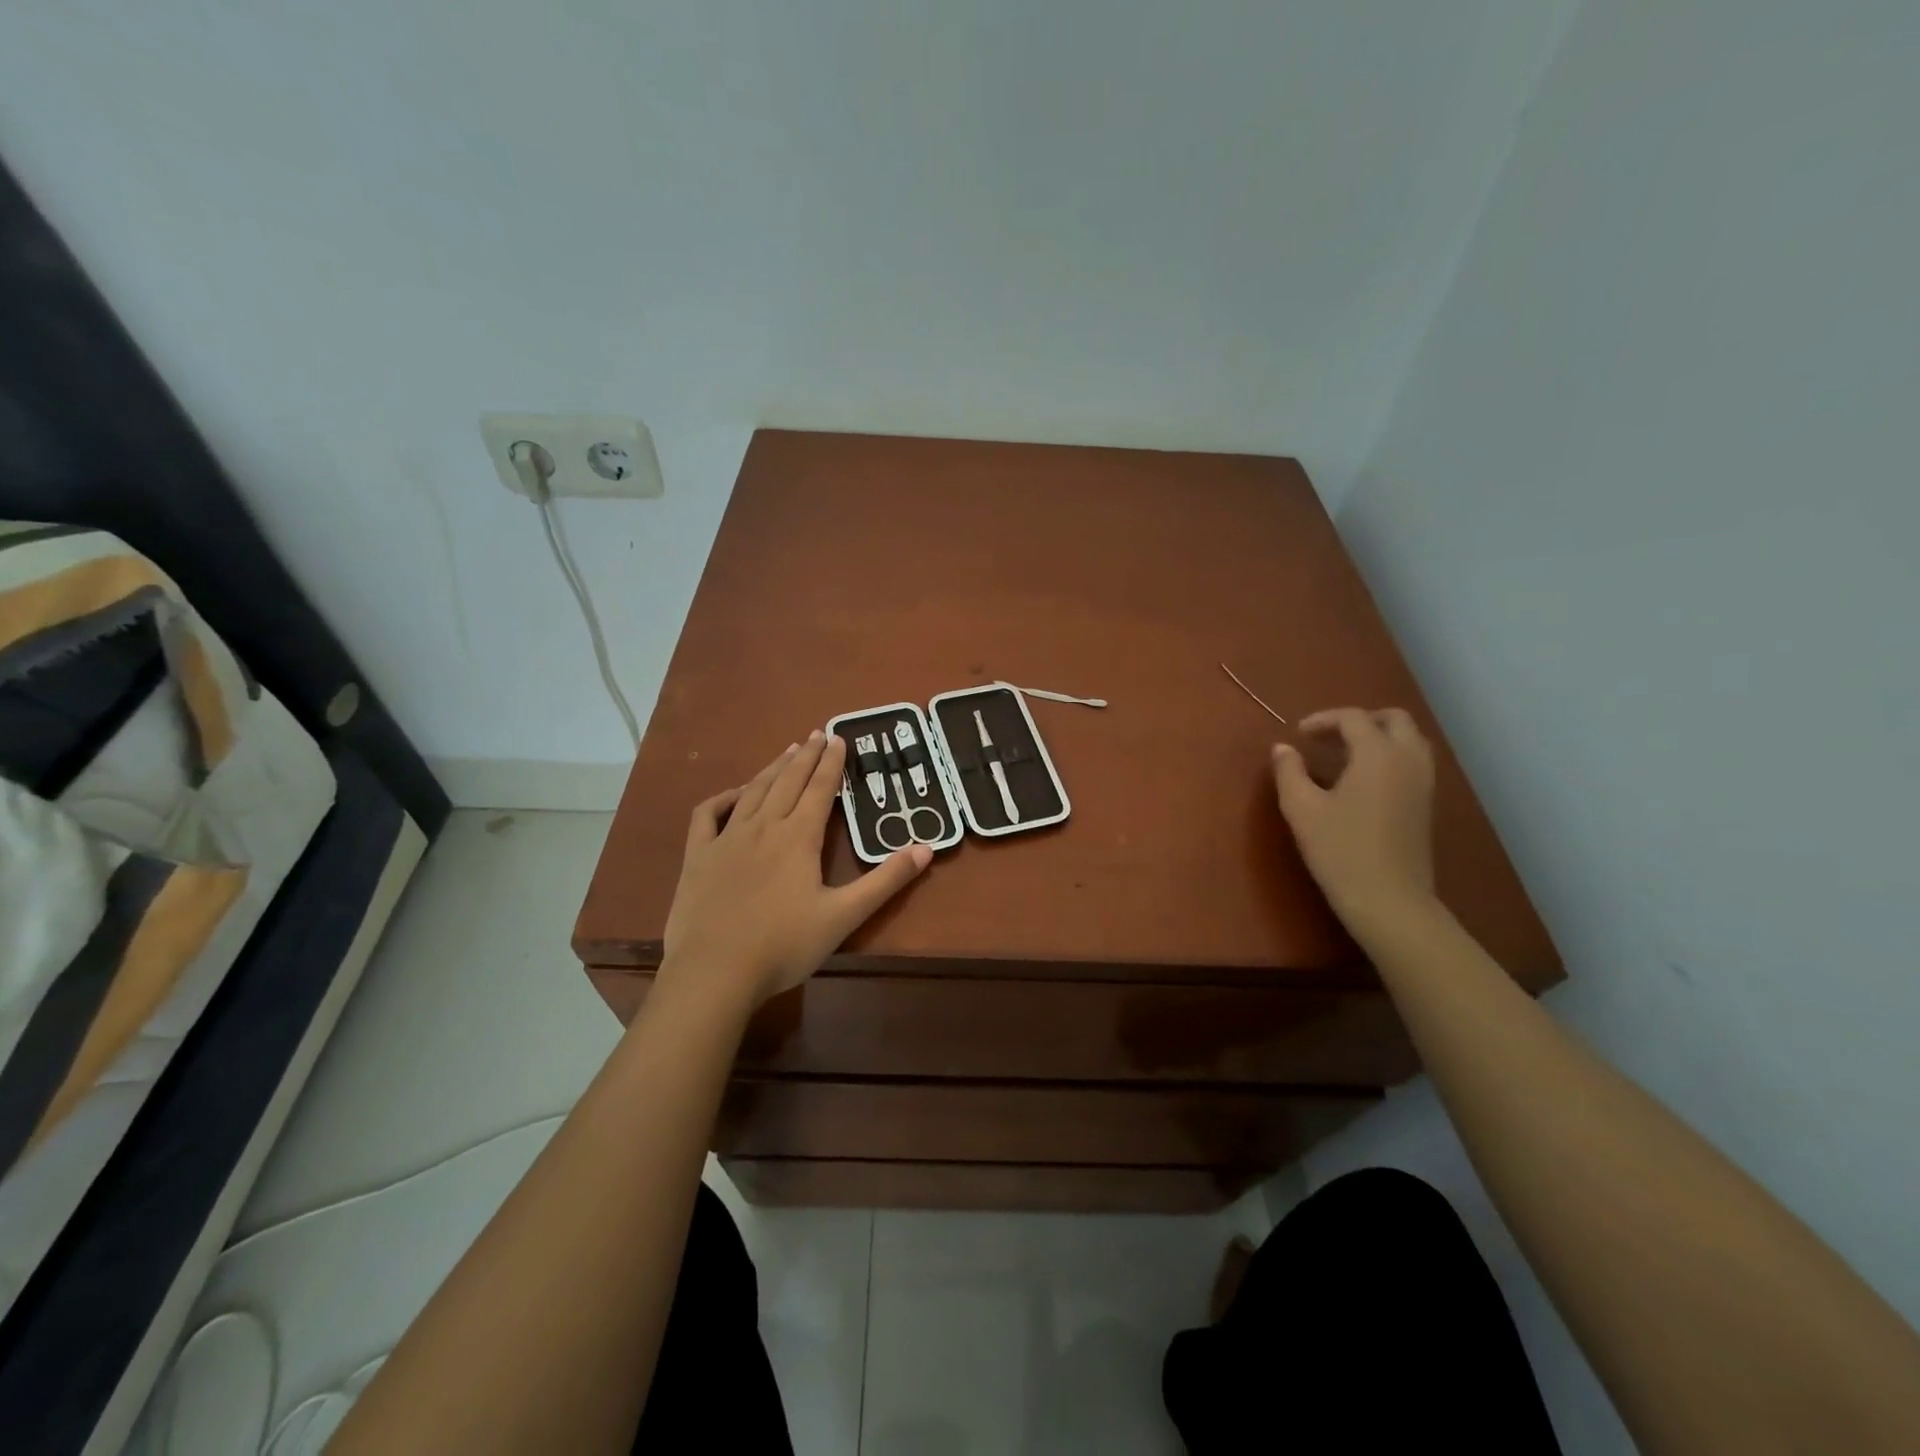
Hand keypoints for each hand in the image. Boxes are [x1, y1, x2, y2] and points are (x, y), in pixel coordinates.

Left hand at [661, 731, 930, 1007]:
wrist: (715, 972)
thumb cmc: (784, 945)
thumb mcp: (844, 916)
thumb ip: (886, 880)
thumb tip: (926, 847)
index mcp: (799, 837)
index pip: (821, 789)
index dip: (832, 763)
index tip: (839, 737)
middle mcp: (764, 827)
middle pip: (788, 782)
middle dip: (806, 756)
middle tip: (817, 733)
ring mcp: (727, 839)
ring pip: (753, 791)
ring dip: (772, 768)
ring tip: (787, 751)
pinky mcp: (698, 856)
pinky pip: (708, 815)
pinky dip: (722, 797)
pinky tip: (734, 793)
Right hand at [1271, 707, 1436, 927]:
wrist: (1389, 901)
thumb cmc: (1340, 850)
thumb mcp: (1302, 809)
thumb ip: (1289, 772)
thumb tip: (1282, 749)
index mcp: (1378, 754)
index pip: (1353, 718)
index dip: (1323, 719)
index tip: (1298, 735)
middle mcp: (1408, 759)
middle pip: (1394, 720)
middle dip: (1359, 721)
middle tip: (1329, 737)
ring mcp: (1423, 783)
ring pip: (1409, 740)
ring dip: (1378, 737)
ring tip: (1344, 757)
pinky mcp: (1426, 805)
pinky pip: (1413, 762)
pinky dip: (1390, 757)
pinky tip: (1362, 782)